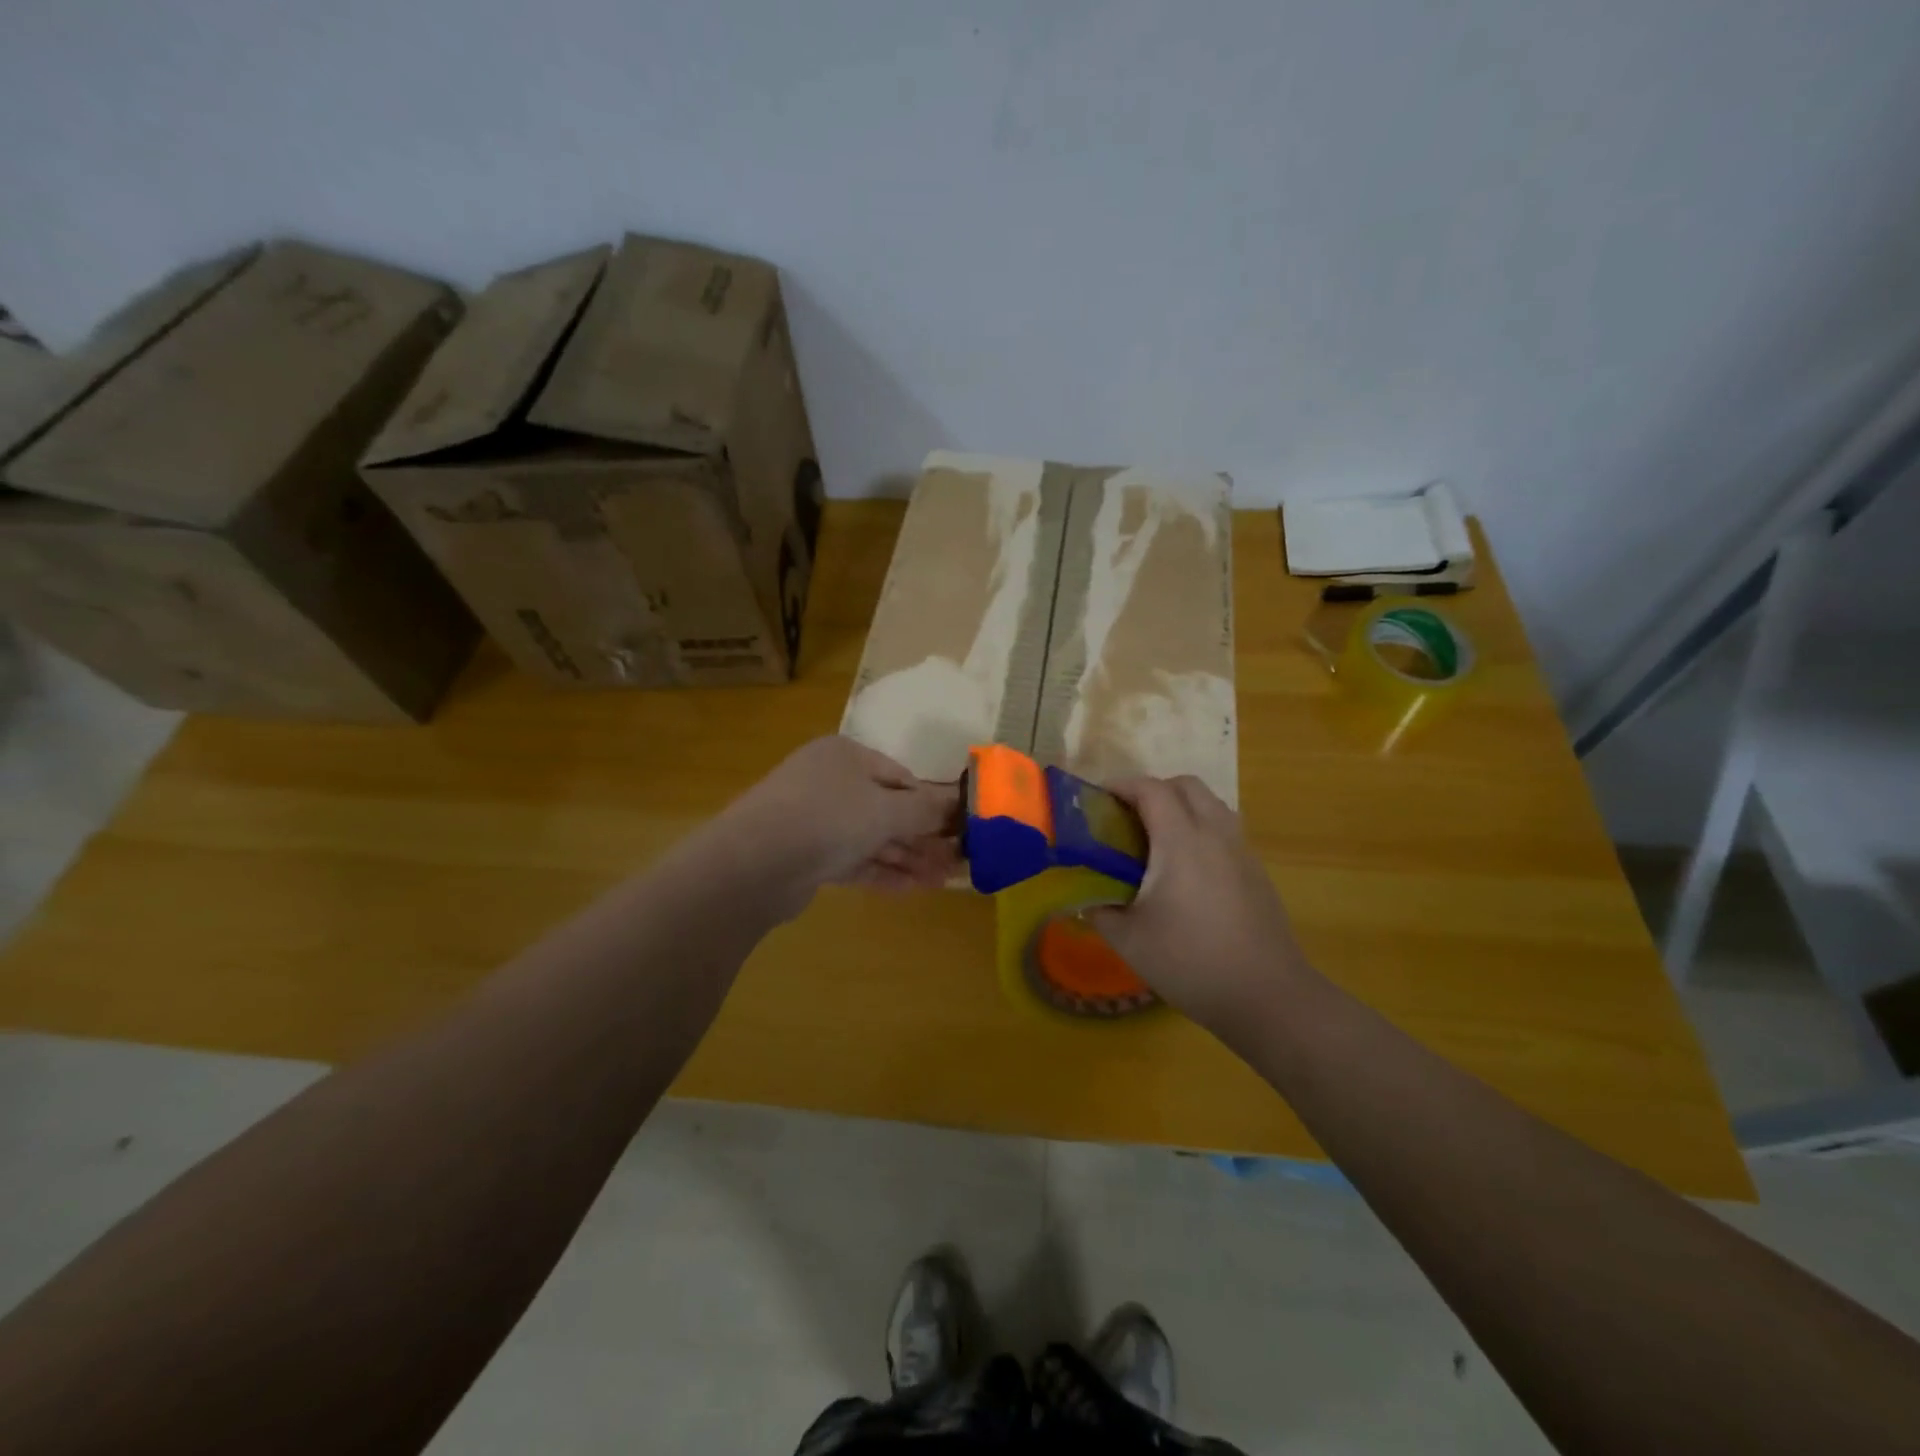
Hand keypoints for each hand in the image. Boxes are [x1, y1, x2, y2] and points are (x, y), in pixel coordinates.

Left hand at [707, 737, 960, 916]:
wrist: (753, 863)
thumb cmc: (827, 818)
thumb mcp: (886, 809)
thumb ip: (925, 810)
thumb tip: (958, 803)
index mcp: (846, 756)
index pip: (900, 776)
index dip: (932, 803)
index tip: (959, 828)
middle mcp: (830, 782)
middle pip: (887, 808)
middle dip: (922, 837)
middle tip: (956, 861)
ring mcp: (815, 820)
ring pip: (871, 837)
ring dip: (907, 857)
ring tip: (943, 881)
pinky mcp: (806, 856)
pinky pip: (853, 860)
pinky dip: (881, 871)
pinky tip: (912, 889)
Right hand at [1086, 776, 1314, 1036]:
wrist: (1267, 996)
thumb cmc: (1191, 962)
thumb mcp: (1129, 940)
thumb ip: (1100, 910)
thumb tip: (1086, 898)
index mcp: (1181, 841)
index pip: (1151, 789)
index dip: (1122, 785)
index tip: (1097, 799)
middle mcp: (1215, 834)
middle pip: (1186, 786)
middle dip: (1153, 790)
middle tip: (1127, 817)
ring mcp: (1242, 852)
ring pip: (1211, 804)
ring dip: (1181, 807)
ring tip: (1156, 839)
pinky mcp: (1257, 872)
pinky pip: (1225, 830)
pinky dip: (1201, 830)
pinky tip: (1186, 870)